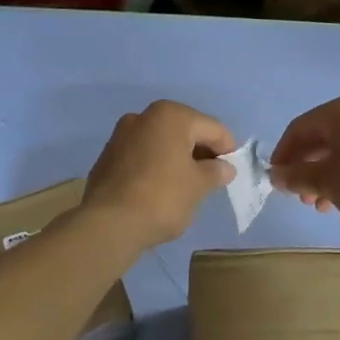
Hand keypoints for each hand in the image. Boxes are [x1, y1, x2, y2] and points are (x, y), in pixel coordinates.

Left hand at [83, 101, 235, 247]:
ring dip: (178, 159)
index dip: (228, 149)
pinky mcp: (107, 156)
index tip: (232, 172)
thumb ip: (215, 172)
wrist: (109, 224)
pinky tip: (161, 189)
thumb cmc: (163, 198)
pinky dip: (157, 166)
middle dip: (201, 152)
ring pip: (162, 143)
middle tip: (212, 179)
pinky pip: (142, 156)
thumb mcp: (198, 186)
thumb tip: (224, 168)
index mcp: (170, 116)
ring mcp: (121, 135)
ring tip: (187, 186)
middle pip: (185, 131)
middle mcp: (143, 117)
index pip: (212, 128)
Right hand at [270, 95, 339, 238]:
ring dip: (327, 172)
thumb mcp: (325, 183)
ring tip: (321, 203)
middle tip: (299, 195)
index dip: (283, 153)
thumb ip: (296, 175)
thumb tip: (276, 174)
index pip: (301, 127)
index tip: (276, 178)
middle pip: (325, 135)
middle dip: (307, 166)